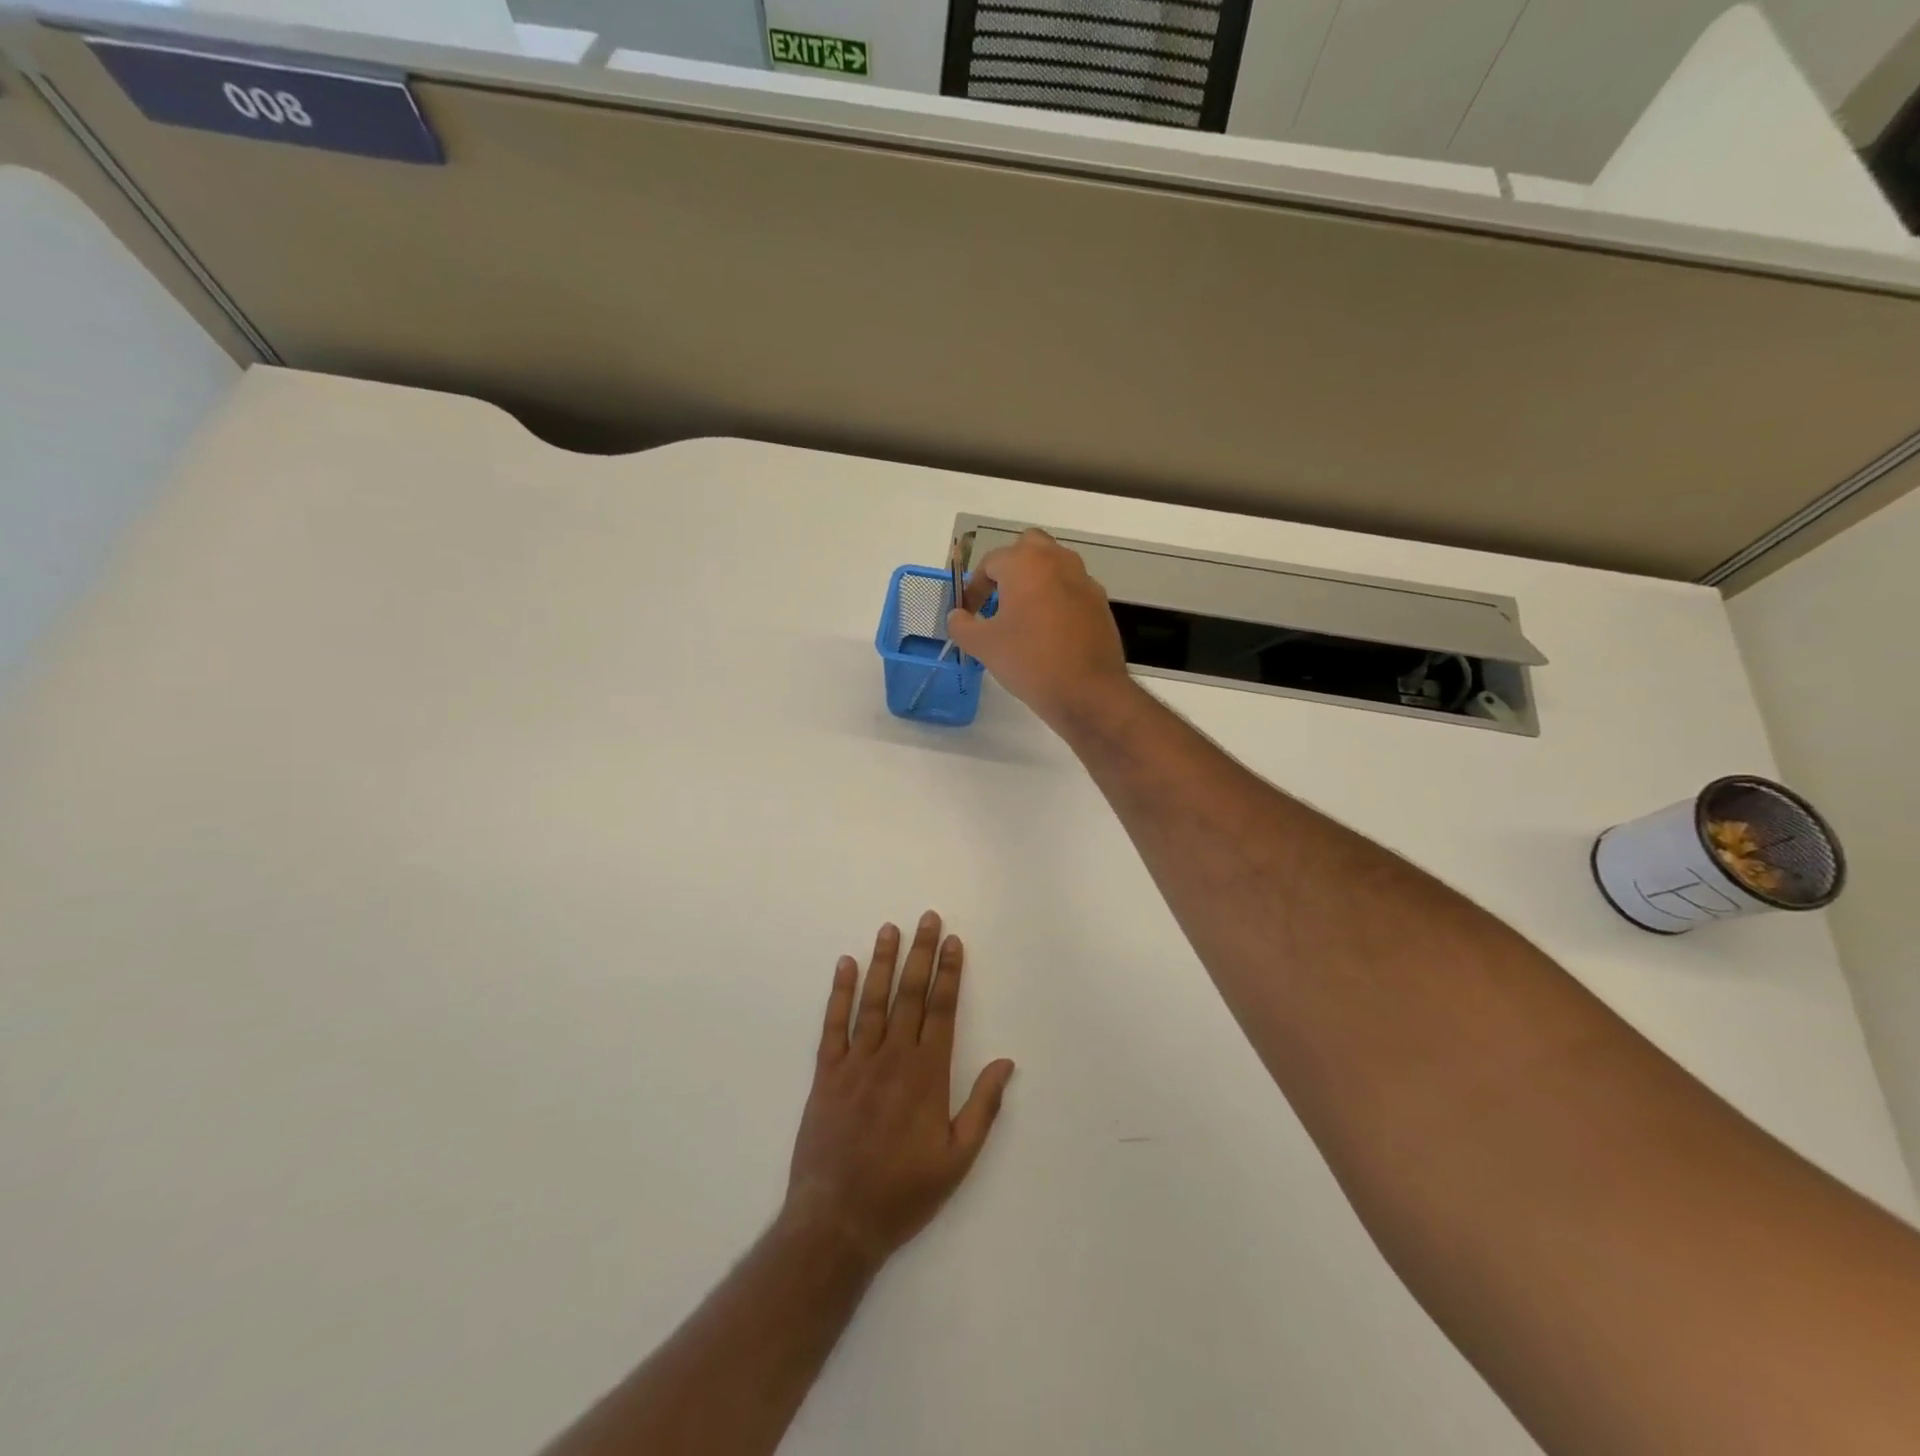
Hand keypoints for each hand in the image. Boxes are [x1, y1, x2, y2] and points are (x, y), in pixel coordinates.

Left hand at [783, 912, 1015, 1268]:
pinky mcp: (827, 1074)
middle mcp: (893, 1057)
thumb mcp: (957, 1159)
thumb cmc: (904, 1192)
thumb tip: (1006, 1063)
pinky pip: (833, 1024)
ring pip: (873, 1001)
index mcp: (927, 1074)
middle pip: (910, 994)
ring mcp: (856, 1062)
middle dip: (920, 953)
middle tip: (927, 917)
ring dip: (883, 961)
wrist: (838, 1220)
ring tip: (890, 928)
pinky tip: (846, 965)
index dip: (948, 972)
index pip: (942, 1010)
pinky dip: (840, 993)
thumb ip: (983, 1107)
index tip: (952, 941)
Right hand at [946, 529, 1132, 729]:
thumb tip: (956, 616)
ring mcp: (1084, 580)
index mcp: (1025, 563)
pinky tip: (1049, 632)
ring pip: (1054, 565)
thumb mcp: (983, 646)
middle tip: (999, 599)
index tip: (969, 614)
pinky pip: (1072, 588)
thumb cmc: (1029, 661)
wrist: (1088, 692)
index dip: (974, 588)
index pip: (990, 563)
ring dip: (1035, 580)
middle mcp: (1057, 560)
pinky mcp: (1100, 603)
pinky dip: (1057, 598)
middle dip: (1010, 567)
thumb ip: (962, 625)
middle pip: (1028, 547)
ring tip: (1023, 616)